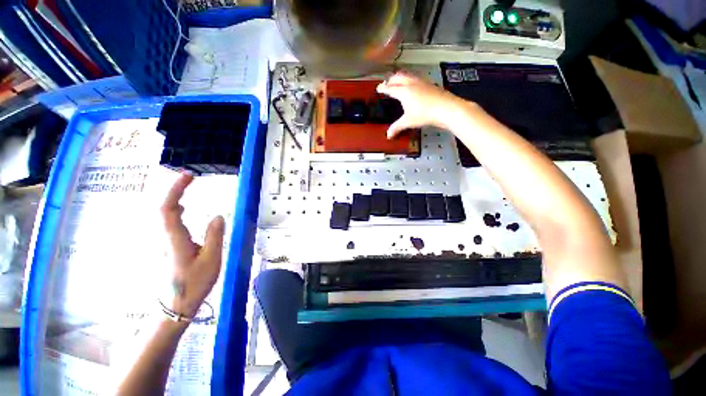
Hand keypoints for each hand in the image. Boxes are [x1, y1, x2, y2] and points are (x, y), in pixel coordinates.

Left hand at [161, 174, 224, 317]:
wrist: (175, 306)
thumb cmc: (194, 283)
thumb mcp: (211, 260)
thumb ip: (214, 236)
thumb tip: (217, 215)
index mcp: (175, 239)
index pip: (169, 208)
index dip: (176, 190)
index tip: (189, 176)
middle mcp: (165, 237)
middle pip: (163, 208)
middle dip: (174, 189)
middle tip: (190, 178)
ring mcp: (164, 242)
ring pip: (164, 214)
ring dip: (174, 197)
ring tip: (187, 187)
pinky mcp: (168, 246)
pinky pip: (168, 222)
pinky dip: (175, 209)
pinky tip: (184, 210)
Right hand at [376, 71, 467, 137]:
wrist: (446, 108)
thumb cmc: (425, 114)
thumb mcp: (408, 122)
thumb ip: (397, 127)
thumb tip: (388, 135)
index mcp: (403, 91)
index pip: (390, 88)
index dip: (383, 88)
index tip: (378, 88)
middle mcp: (411, 83)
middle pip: (398, 77)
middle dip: (390, 80)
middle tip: (386, 84)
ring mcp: (421, 82)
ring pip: (407, 75)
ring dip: (400, 77)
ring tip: (398, 81)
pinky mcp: (429, 84)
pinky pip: (416, 78)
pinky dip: (410, 79)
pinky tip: (413, 85)